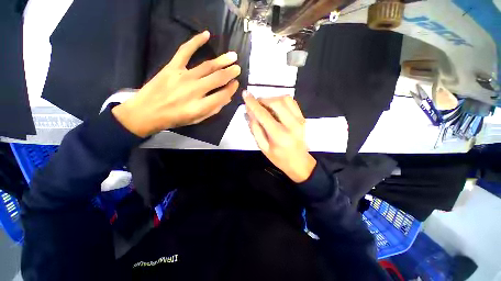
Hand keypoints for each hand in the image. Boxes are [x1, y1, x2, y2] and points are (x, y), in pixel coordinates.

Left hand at [112, 31, 240, 136]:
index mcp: (201, 106)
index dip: (232, 89)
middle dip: (230, 72)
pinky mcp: (172, 67)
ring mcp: (183, 76)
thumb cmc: (175, 118)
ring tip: (232, 56)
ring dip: (222, 60)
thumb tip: (226, 98)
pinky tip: (206, 35)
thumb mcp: (197, 119)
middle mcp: (195, 90)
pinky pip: (185, 51)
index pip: (223, 95)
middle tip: (237, 68)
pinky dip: (196, 41)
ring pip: (207, 66)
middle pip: (218, 78)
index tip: (236, 84)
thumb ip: (213, 110)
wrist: (147, 112)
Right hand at [243, 92, 315, 182]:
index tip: (245, 94)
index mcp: (279, 135)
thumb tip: (249, 112)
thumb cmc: (279, 158)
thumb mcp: (263, 147)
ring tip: (265, 106)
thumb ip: (255, 129)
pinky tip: (275, 107)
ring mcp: (299, 120)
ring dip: (272, 99)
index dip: (252, 103)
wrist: (300, 163)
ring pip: (285, 99)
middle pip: (276, 102)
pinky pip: (292, 102)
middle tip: (256, 104)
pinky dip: (281, 100)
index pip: (263, 114)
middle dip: (263, 99)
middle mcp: (291, 125)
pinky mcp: (303, 117)